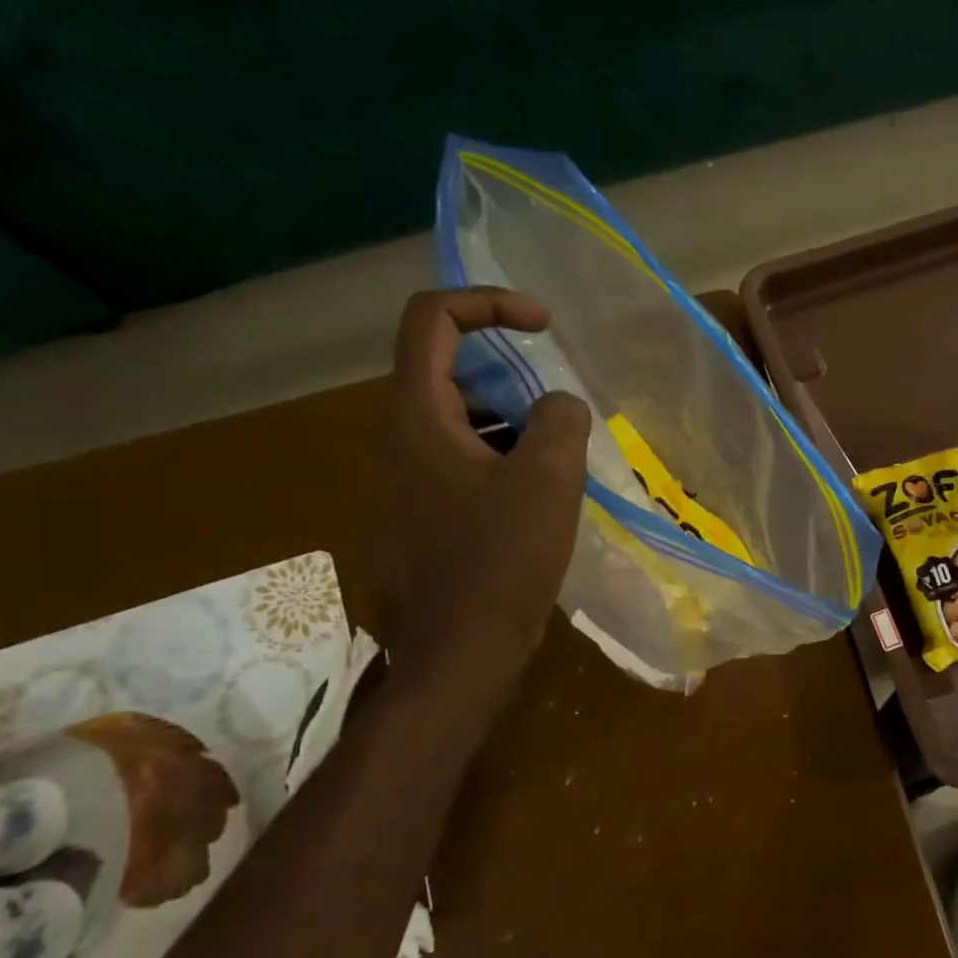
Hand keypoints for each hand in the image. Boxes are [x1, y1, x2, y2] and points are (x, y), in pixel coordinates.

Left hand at [375, 289, 590, 682]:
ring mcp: (403, 487)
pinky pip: (459, 470)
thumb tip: (557, 407)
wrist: (459, 654)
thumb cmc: (501, 561)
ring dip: (510, 428)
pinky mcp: (418, 522)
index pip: (431, 319)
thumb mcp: (548, 479)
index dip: (488, 303)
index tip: (543, 326)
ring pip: (458, 427)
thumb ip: (560, 420)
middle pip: (448, 375)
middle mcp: (397, 443)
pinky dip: (499, 466)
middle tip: (558, 416)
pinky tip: (537, 506)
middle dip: (510, 380)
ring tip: (558, 466)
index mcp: (417, 418)